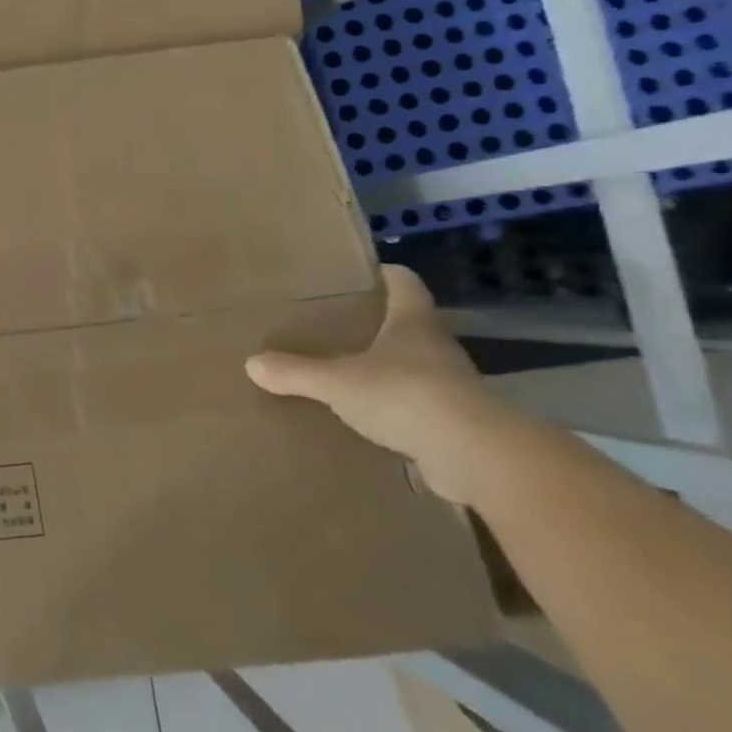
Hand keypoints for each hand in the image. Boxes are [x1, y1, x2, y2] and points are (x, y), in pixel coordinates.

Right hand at [244, 265, 516, 504]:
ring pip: (413, 368)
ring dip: (386, 370)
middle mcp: (437, 348)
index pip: (404, 283)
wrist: (479, 458)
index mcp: (413, 323)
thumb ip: (295, 372)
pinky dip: (394, 410)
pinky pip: (417, 408)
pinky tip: (365, 420)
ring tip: (344, 375)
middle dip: (376, 325)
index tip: (361, 273)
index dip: (384, 274)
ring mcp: (452, 387)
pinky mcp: (457, 425)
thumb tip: (252, 364)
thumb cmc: (406, 396)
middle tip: (335, 327)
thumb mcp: (337, 382)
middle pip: (407, 325)